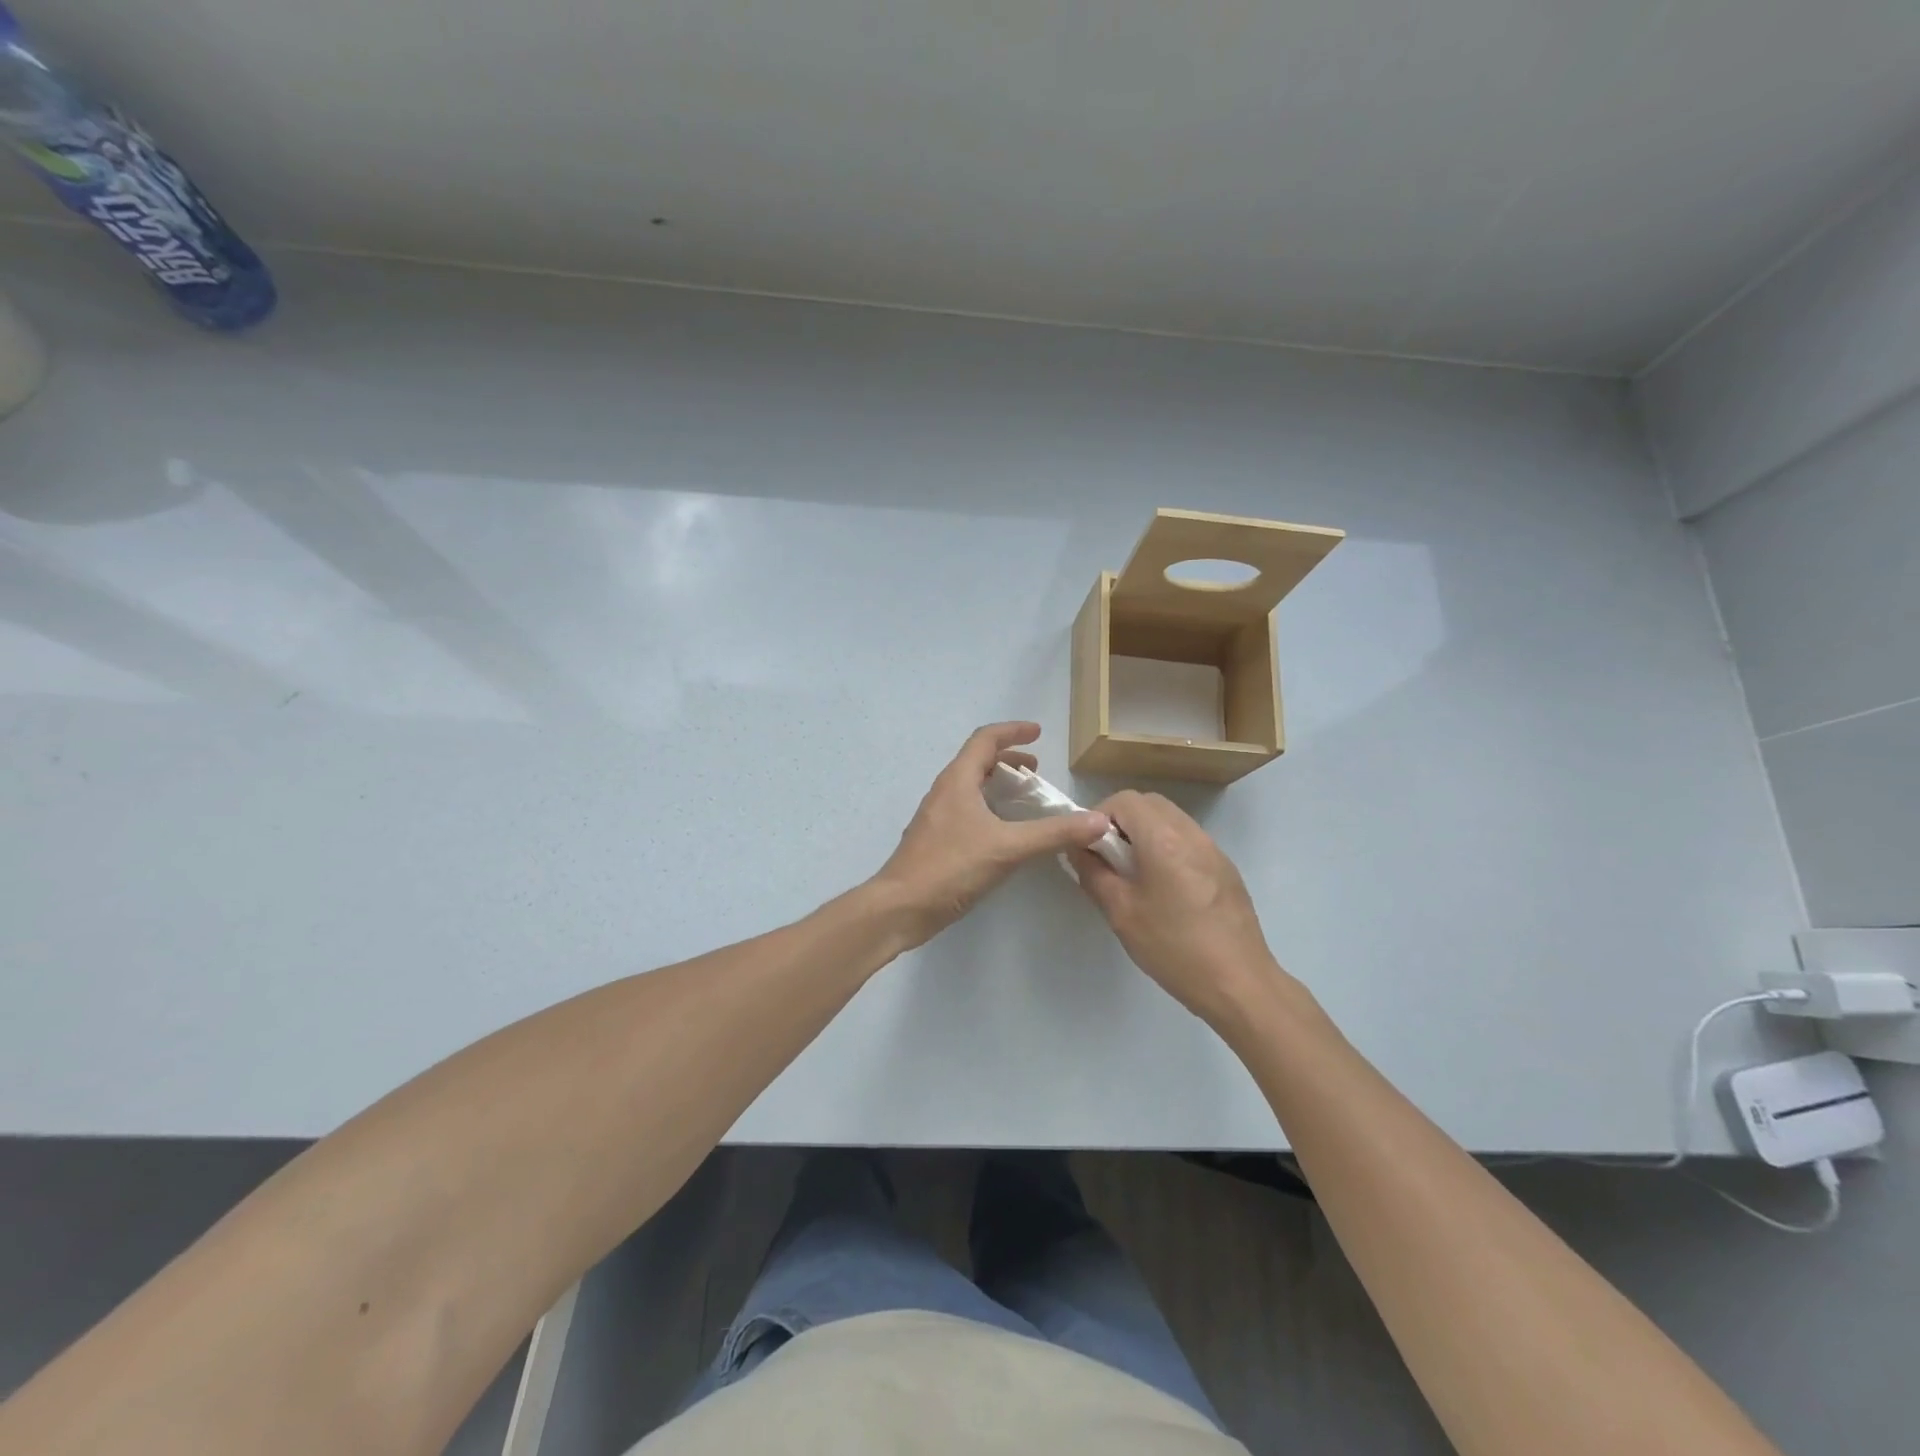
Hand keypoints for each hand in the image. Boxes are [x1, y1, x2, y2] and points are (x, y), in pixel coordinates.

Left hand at [873, 723, 1111, 946]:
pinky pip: (966, 810)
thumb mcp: (1008, 848)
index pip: (985, 739)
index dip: (1013, 731)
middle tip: (1036, 772)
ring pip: (971, 787)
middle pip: (977, 761)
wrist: (900, 907)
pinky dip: (989, 808)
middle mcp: (945, 791)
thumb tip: (1098, 820)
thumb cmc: (950, 867)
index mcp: (958, 780)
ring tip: (1024, 800)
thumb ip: (1053, 833)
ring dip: (998, 785)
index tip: (1038, 732)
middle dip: (1008, 760)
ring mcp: (937, 816)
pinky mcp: (936, 840)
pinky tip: (1004, 834)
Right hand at [1069, 790, 1279, 1021]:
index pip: (1124, 800)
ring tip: (1134, 874)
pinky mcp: (1225, 868)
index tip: (1090, 848)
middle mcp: (1191, 833)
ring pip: (1170, 819)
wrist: (1239, 983)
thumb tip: (1077, 849)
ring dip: (1145, 833)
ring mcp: (1213, 849)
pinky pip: (1188, 840)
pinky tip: (1164, 888)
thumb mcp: (1121, 912)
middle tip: (1108, 858)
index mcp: (1163, 839)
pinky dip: (1167, 847)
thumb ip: (1093, 873)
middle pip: (1149, 803)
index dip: (1099, 816)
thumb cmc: (1173, 947)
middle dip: (1121, 821)